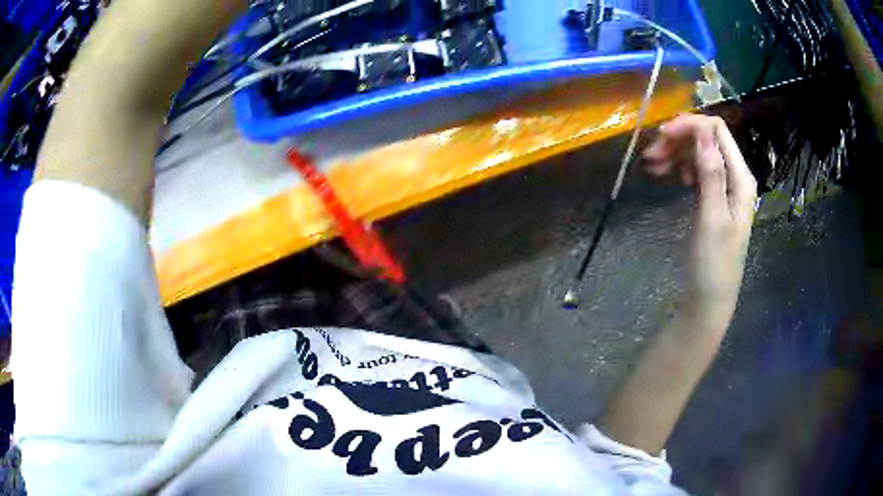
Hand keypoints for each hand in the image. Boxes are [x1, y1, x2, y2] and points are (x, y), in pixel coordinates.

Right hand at [642, 115, 757, 331]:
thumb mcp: (713, 218)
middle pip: (706, 139)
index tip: (661, 136)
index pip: (717, 131)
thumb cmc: (713, 264)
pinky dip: (680, 166)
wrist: (708, 299)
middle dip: (678, 140)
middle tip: (650, 157)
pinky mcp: (713, 197)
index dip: (690, 126)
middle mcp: (734, 176)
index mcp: (741, 178)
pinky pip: (696, 169)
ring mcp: (724, 186)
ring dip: (675, 153)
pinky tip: (669, 176)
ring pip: (699, 153)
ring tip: (653, 168)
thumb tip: (702, 131)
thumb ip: (711, 173)